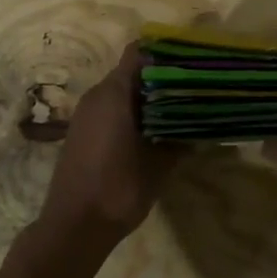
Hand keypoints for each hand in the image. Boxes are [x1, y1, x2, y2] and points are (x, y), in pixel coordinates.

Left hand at [39, 43, 175, 247]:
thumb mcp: (160, 163)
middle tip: (193, 87)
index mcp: (114, 93)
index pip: (140, 53)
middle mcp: (97, 95)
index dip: (166, 52)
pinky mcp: (83, 132)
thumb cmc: (119, 187)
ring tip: (179, 110)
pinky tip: (154, 132)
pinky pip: (111, 110)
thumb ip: (181, 139)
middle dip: (162, 76)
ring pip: (121, 92)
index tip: (192, 60)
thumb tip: (202, 125)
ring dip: (148, 98)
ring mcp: (86, 114)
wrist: (74, 226)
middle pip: (132, 71)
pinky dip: (132, 113)